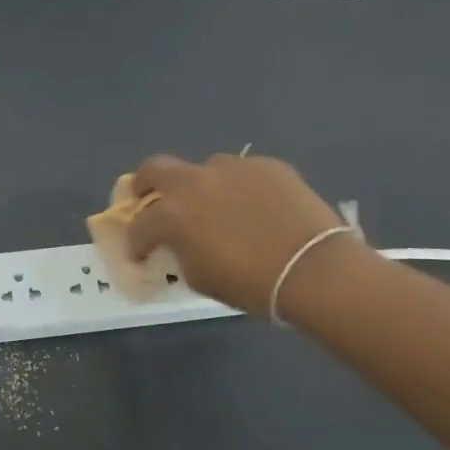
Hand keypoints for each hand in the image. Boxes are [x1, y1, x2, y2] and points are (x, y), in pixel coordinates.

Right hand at [125, 153, 351, 315]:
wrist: (314, 269)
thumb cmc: (250, 284)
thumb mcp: (200, 278)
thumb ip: (180, 253)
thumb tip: (179, 244)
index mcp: (172, 214)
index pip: (139, 225)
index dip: (136, 242)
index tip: (139, 253)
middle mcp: (195, 182)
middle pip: (155, 169)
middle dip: (145, 184)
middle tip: (149, 199)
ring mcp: (232, 168)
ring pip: (204, 169)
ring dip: (200, 187)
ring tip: (216, 207)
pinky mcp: (266, 165)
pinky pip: (242, 173)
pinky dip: (239, 188)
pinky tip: (254, 208)